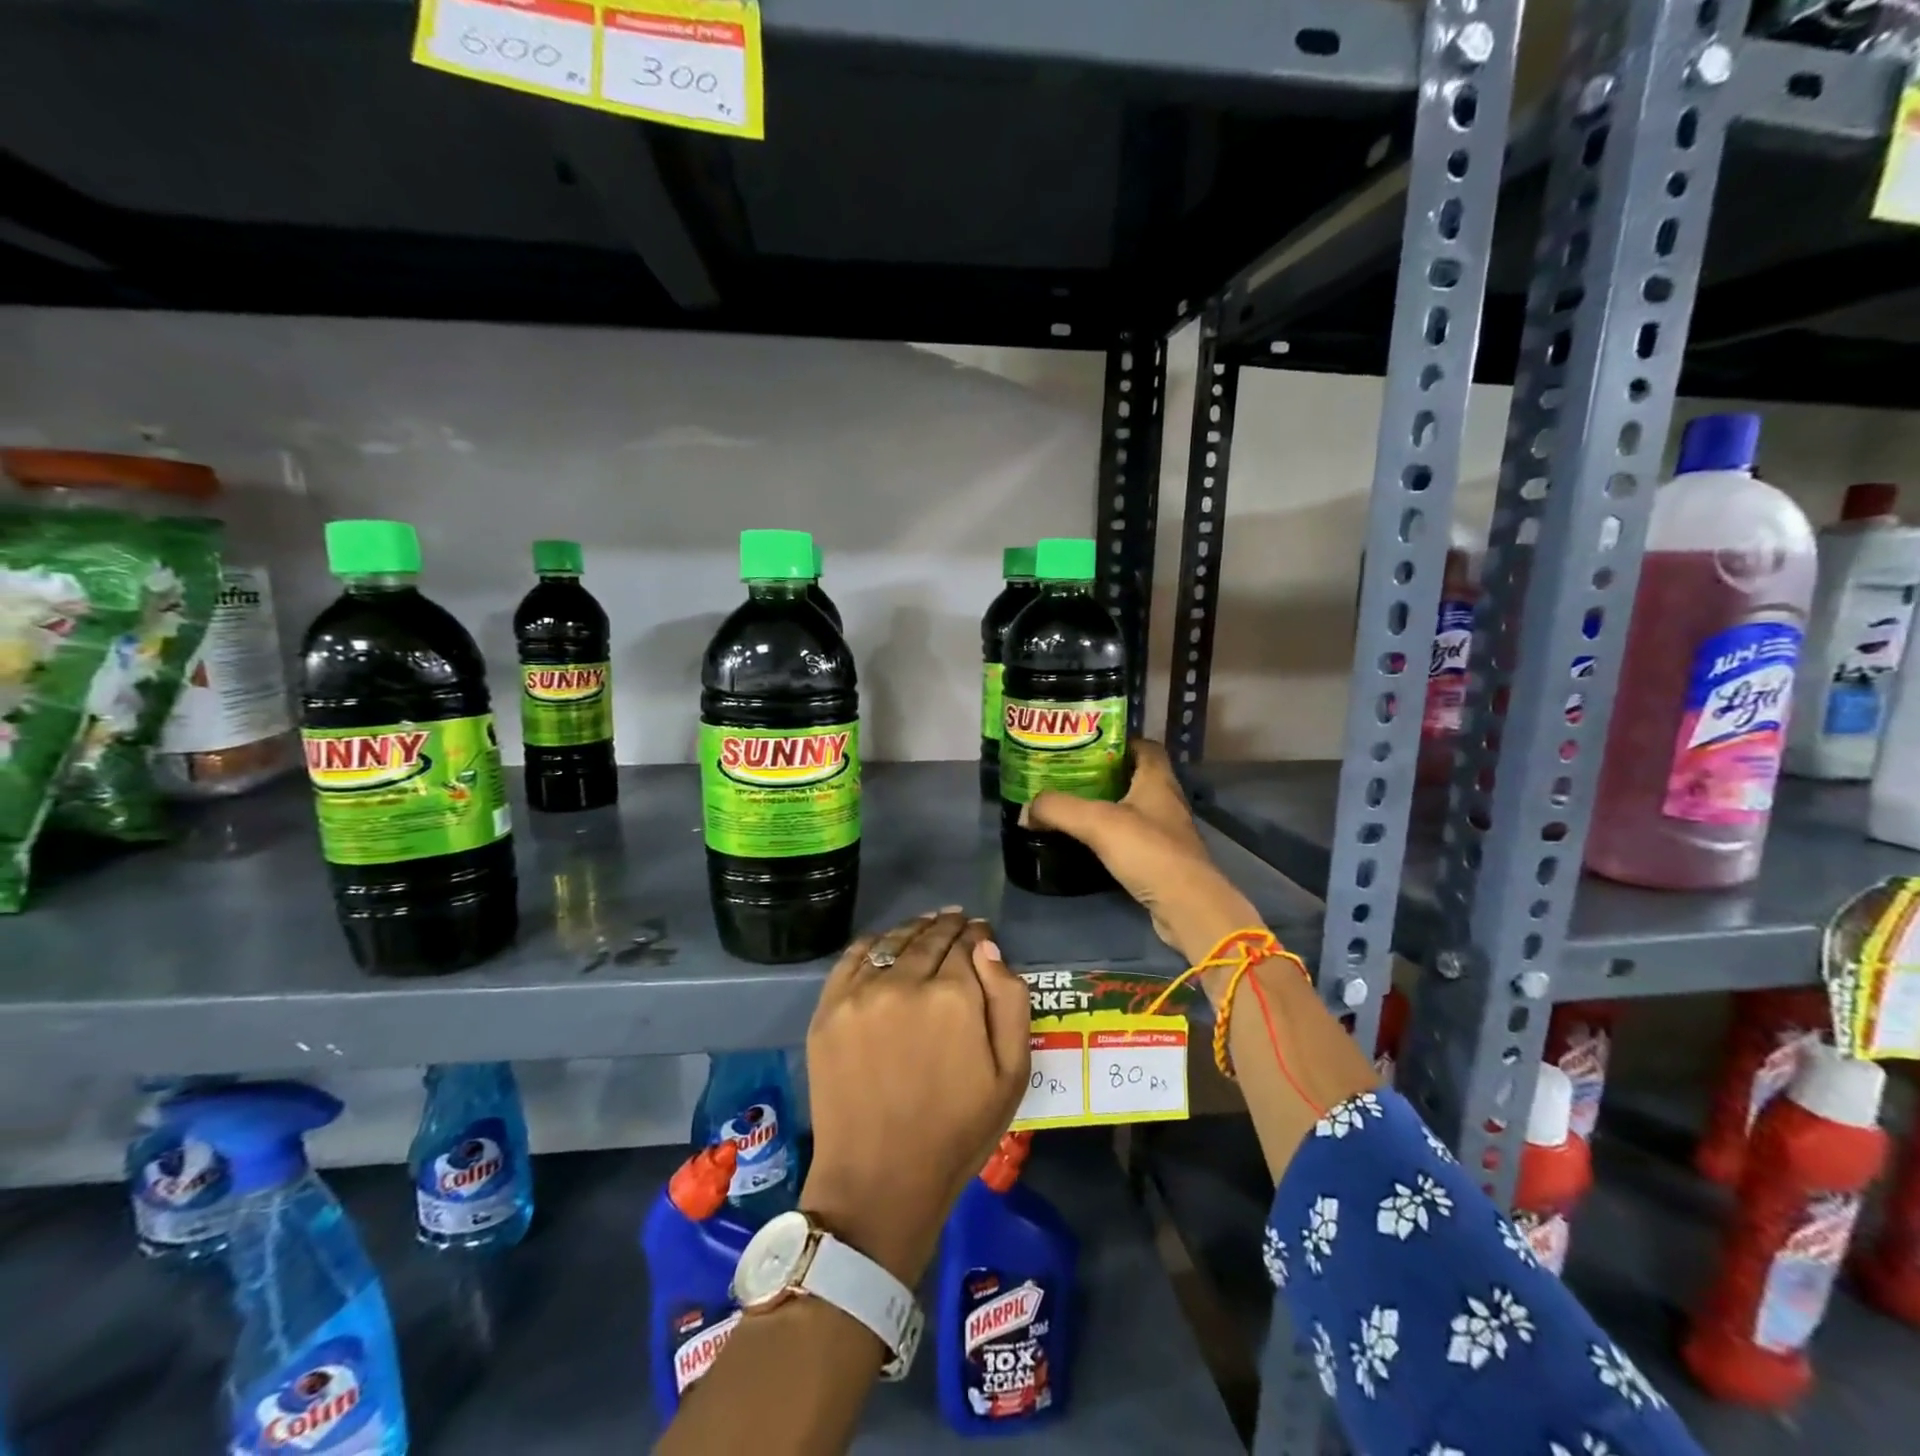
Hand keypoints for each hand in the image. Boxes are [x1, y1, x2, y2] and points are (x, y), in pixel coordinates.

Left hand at [800, 910, 1030, 1284]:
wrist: (880, 1179)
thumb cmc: (957, 1131)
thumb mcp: (1011, 1074)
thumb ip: (1009, 1001)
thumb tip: (987, 947)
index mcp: (954, 996)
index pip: (968, 944)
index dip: (977, 935)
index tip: (980, 932)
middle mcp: (905, 982)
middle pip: (930, 937)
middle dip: (948, 926)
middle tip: (956, 920)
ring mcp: (860, 993)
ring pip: (893, 941)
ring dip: (913, 929)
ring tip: (926, 925)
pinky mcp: (828, 1008)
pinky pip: (853, 957)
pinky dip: (874, 943)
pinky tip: (885, 943)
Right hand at [1023, 740, 1261, 983]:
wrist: (1186, 906)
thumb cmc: (1148, 850)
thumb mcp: (1096, 822)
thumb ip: (1058, 809)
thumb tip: (1026, 810)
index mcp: (1158, 780)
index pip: (1144, 746)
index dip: (1118, 742)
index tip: (1086, 746)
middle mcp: (1166, 800)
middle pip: (1135, 777)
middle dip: (1104, 775)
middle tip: (1068, 777)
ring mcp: (1167, 832)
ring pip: (1133, 809)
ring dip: (1107, 807)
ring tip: (1072, 808)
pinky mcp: (1162, 860)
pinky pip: (1133, 838)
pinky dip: (1112, 837)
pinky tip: (1089, 843)